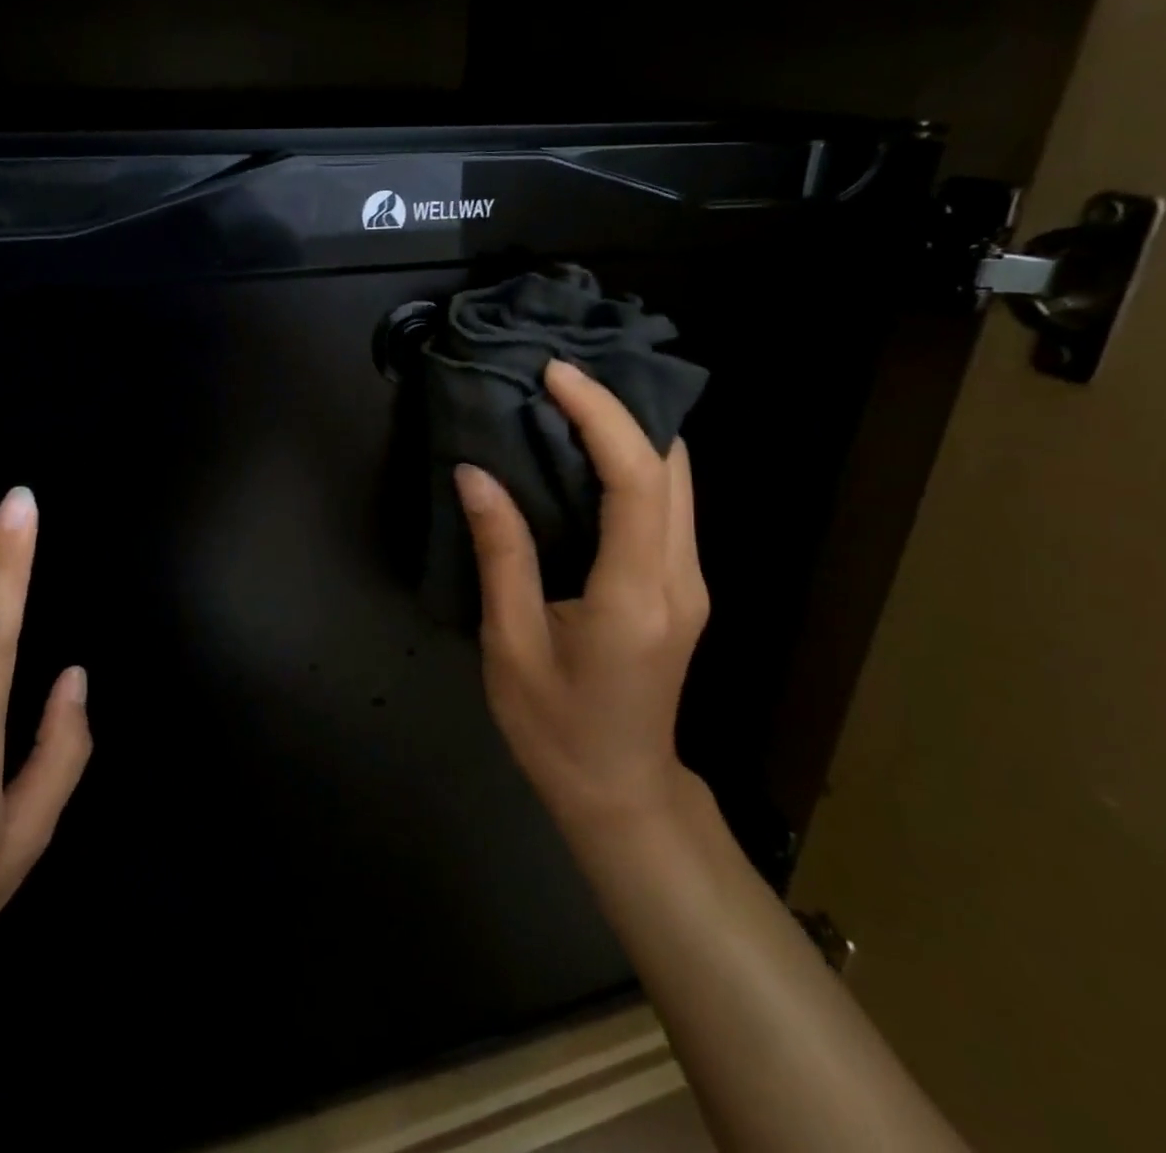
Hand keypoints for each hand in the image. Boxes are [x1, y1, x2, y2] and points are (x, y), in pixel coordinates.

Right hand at [455, 359, 707, 835]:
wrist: (620, 792)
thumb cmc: (555, 729)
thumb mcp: (510, 645)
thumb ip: (500, 553)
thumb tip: (475, 473)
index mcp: (635, 596)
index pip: (635, 480)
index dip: (601, 415)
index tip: (555, 374)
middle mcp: (680, 577)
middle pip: (672, 466)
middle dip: (622, 407)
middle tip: (557, 376)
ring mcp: (690, 580)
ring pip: (677, 479)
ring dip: (630, 429)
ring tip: (568, 398)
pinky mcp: (682, 583)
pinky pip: (666, 502)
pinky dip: (631, 461)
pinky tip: (585, 451)